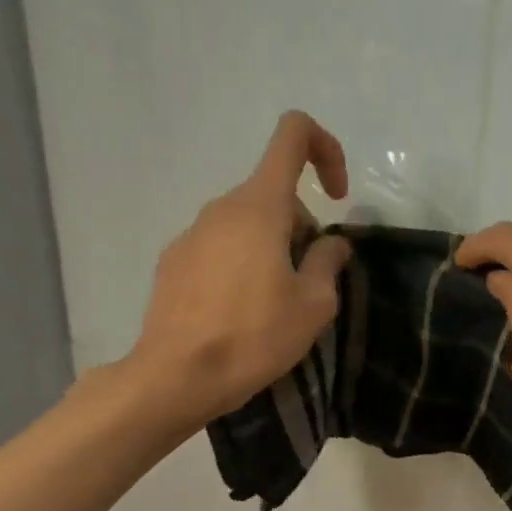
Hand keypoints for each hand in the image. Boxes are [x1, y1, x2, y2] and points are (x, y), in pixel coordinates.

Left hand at [129, 112, 353, 426]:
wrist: (178, 375)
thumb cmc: (255, 336)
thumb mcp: (313, 305)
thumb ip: (328, 263)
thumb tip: (331, 244)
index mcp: (260, 206)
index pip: (292, 136)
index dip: (325, 150)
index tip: (338, 198)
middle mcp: (221, 207)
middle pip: (273, 194)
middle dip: (301, 226)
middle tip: (309, 282)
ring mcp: (191, 233)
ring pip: (246, 223)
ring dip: (272, 248)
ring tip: (277, 304)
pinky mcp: (173, 261)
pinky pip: (220, 247)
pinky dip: (241, 265)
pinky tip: (242, 313)